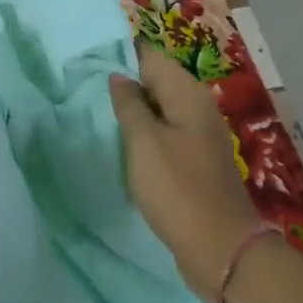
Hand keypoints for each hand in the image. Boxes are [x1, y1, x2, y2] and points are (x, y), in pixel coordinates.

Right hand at [109, 40, 262, 302]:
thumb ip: (129, 104)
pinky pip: (164, 133)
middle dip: (124, 82)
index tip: (87, 59)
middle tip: (83, 87)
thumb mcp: (144, 143)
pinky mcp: (194, 160)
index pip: (151, 56)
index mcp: (188, 95)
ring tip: (96, 112)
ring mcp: (197, 135)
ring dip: (132, 109)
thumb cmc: (177, 190)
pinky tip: (122, 143)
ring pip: (159, 108)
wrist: (220, 248)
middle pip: (156, 80)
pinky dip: (143, 133)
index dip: (120, 54)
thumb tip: (119, 77)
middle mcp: (197, 107)